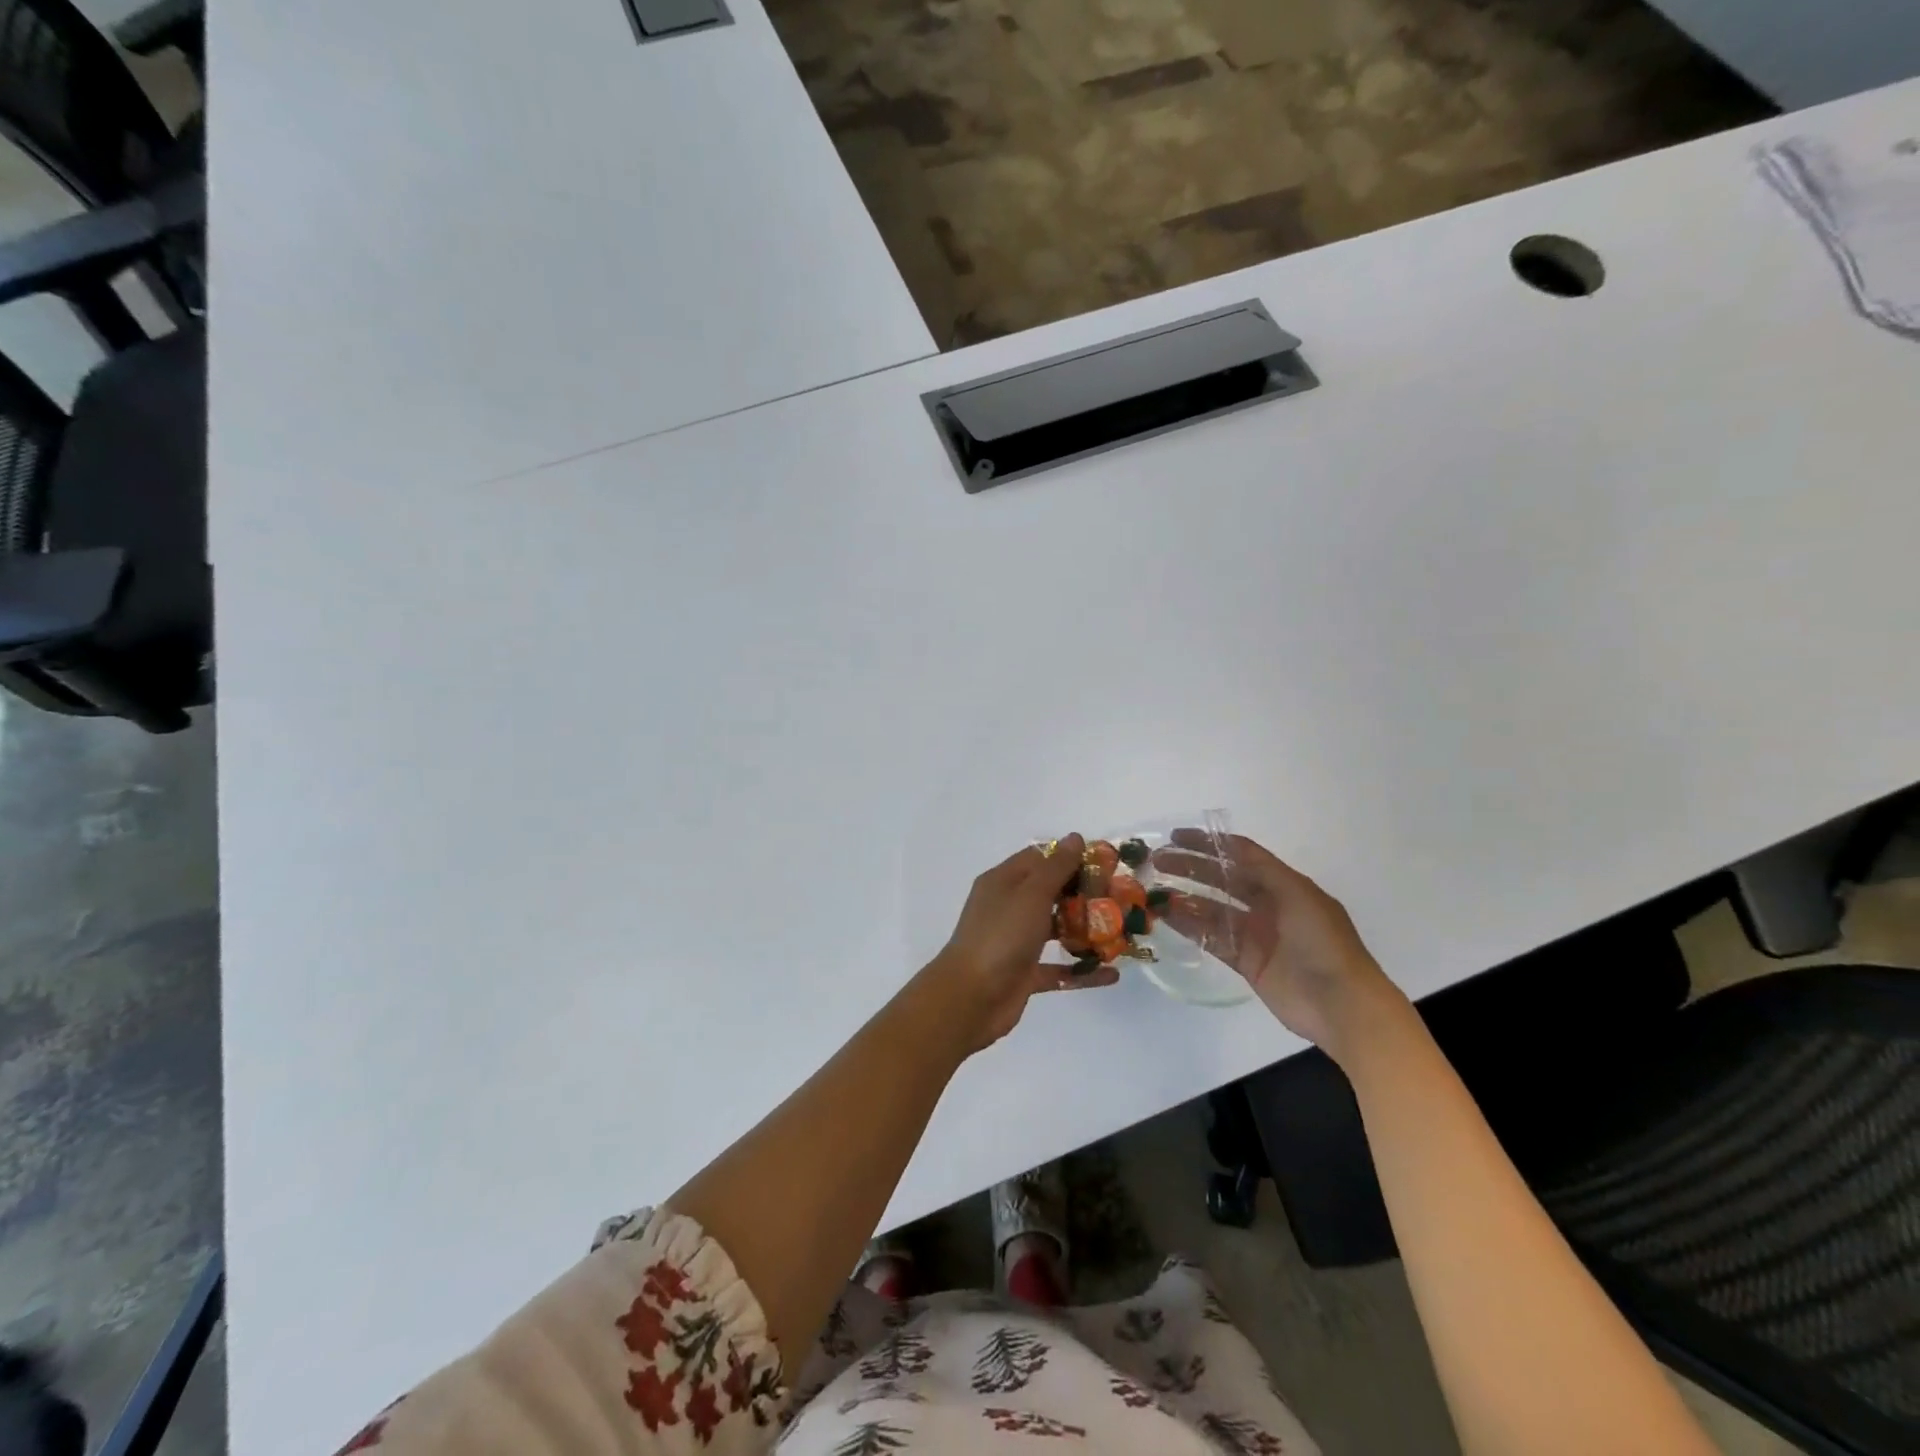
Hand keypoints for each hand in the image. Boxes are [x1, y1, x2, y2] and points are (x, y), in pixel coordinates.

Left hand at [926, 833, 1120, 1052]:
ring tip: (1122, 932)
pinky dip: (1082, 971)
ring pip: (1055, 930)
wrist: (970, 998)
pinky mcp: (1024, 974)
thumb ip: (1056, 867)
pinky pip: (1058, 970)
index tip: (1105, 863)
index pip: (1039, 858)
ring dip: (1085, 931)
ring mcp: (1016, 942)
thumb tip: (1075, 837)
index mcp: (1003, 881)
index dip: (1070, 857)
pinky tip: (1111, 973)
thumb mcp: (1031, 894)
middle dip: (1084, 894)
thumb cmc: (1001, 936)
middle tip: (1121, 898)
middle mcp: (1009, 907)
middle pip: (1051, 893)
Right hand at [1151, 831, 1404, 1061]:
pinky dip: (1189, 927)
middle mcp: (1267, 905)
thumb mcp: (1299, 895)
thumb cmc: (1324, 942)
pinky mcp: (1246, 962)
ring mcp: (1255, 934)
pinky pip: (1212, 938)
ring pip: (1212, 908)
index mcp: (1284, 885)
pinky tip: (1167, 917)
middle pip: (1222, 879)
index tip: (1176, 837)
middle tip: (1157, 861)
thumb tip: (1229, 849)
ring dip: (1184, 897)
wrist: (1342, 1004)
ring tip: (1154, 890)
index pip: (1241, 855)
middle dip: (1190, 867)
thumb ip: (1263, 871)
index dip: (1210, 843)